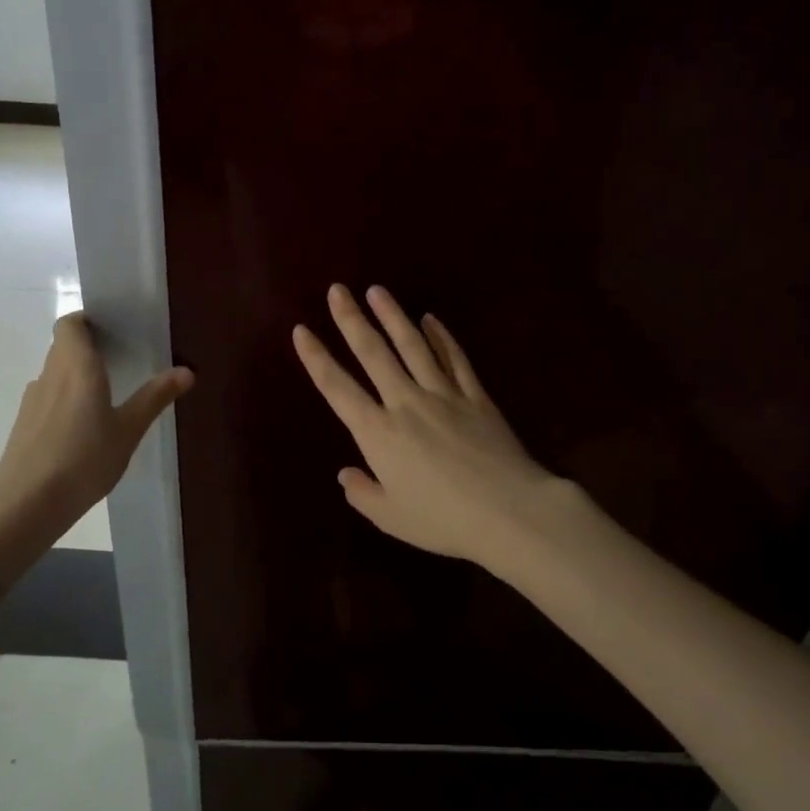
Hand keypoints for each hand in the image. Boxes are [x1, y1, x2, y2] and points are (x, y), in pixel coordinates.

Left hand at [0, 313, 191, 586]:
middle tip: (121, 361)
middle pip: (64, 346)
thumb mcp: (128, 430)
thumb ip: (154, 397)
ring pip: (55, 372)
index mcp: (77, 366)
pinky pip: (48, 397)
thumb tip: (187, 370)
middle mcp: (50, 374)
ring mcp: (33, 399)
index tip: (113, 330)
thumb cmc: (84, 459)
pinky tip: (83, 428)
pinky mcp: (24, 423)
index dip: (88, 320)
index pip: (71, 324)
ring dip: (76, 375)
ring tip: (106, 395)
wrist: (27, 503)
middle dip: (89, 348)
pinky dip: (65, 399)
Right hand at [292, 285, 571, 575]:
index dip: (316, 358)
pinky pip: (454, 359)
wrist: (508, 511)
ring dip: (393, 316)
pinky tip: (431, 319)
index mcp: (378, 433)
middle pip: (374, 353)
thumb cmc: (443, 520)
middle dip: (351, 319)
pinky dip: (441, 337)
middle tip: (338, 290)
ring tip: (377, 290)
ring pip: (413, 346)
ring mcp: (443, 394)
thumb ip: (363, 493)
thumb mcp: (391, 517)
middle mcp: (406, 403)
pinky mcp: (475, 396)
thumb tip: (346, 474)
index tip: (301, 330)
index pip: (337, 388)